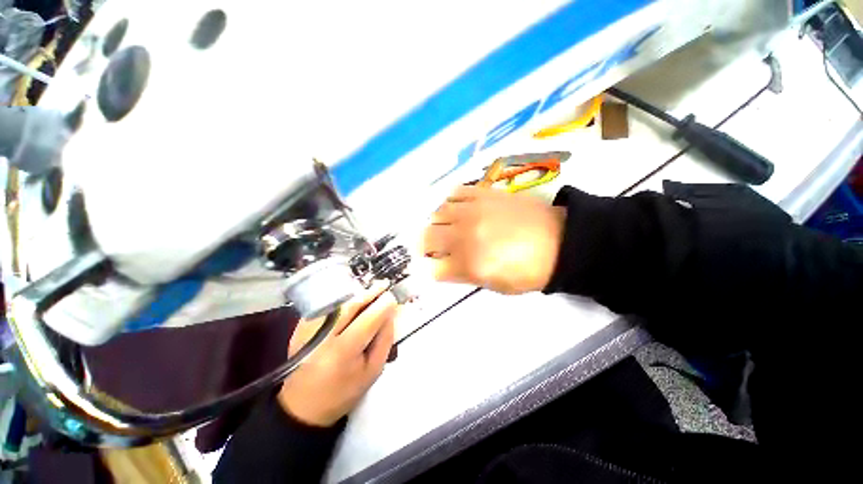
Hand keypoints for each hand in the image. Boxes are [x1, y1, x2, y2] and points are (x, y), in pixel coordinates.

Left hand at [277, 284, 397, 426]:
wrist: (302, 406)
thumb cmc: (343, 392)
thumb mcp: (373, 371)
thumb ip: (385, 339)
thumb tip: (390, 313)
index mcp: (343, 351)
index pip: (369, 318)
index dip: (383, 304)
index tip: (393, 297)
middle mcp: (324, 335)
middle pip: (351, 304)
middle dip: (370, 292)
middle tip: (384, 285)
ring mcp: (308, 329)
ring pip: (337, 301)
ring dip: (357, 293)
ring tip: (371, 291)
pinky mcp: (300, 327)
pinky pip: (326, 305)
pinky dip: (342, 300)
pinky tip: (352, 301)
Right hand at [421, 186, 565, 293]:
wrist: (559, 241)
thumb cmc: (529, 271)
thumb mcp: (496, 286)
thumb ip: (465, 276)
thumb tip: (445, 266)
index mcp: (470, 265)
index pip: (433, 268)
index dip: (432, 269)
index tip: (437, 267)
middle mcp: (465, 237)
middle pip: (426, 238)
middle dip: (425, 246)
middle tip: (435, 247)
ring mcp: (473, 212)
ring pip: (437, 214)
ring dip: (437, 224)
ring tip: (447, 227)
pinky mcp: (483, 194)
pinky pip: (454, 193)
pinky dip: (450, 202)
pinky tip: (458, 209)